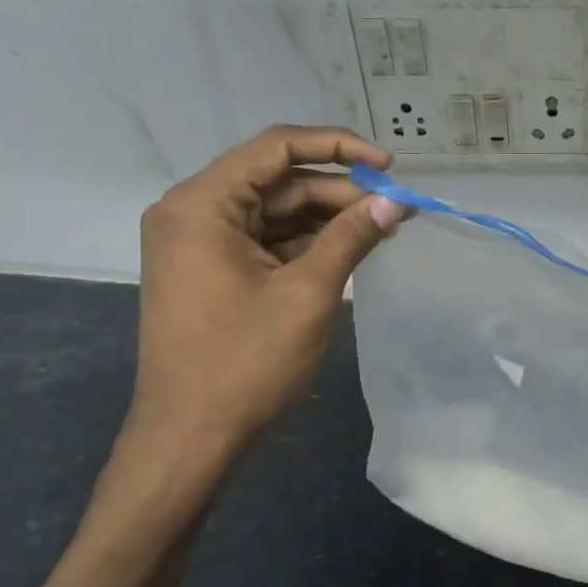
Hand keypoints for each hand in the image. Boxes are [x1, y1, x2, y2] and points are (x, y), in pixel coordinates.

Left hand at [125, 125, 403, 462]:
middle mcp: (193, 212)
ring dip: (328, 217)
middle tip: (396, 210)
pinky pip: (267, 239)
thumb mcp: (307, 293)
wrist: (191, 438)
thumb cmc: (245, 363)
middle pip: (279, 181)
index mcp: (201, 205)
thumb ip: (350, 237)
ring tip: (384, 229)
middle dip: (339, 192)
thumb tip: (393, 203)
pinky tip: (351, 248)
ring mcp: (200, 243)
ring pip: (276, 211)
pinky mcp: (213, 269)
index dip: (338, 147)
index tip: (389, 166)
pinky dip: (308, 241)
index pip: (276, 148)